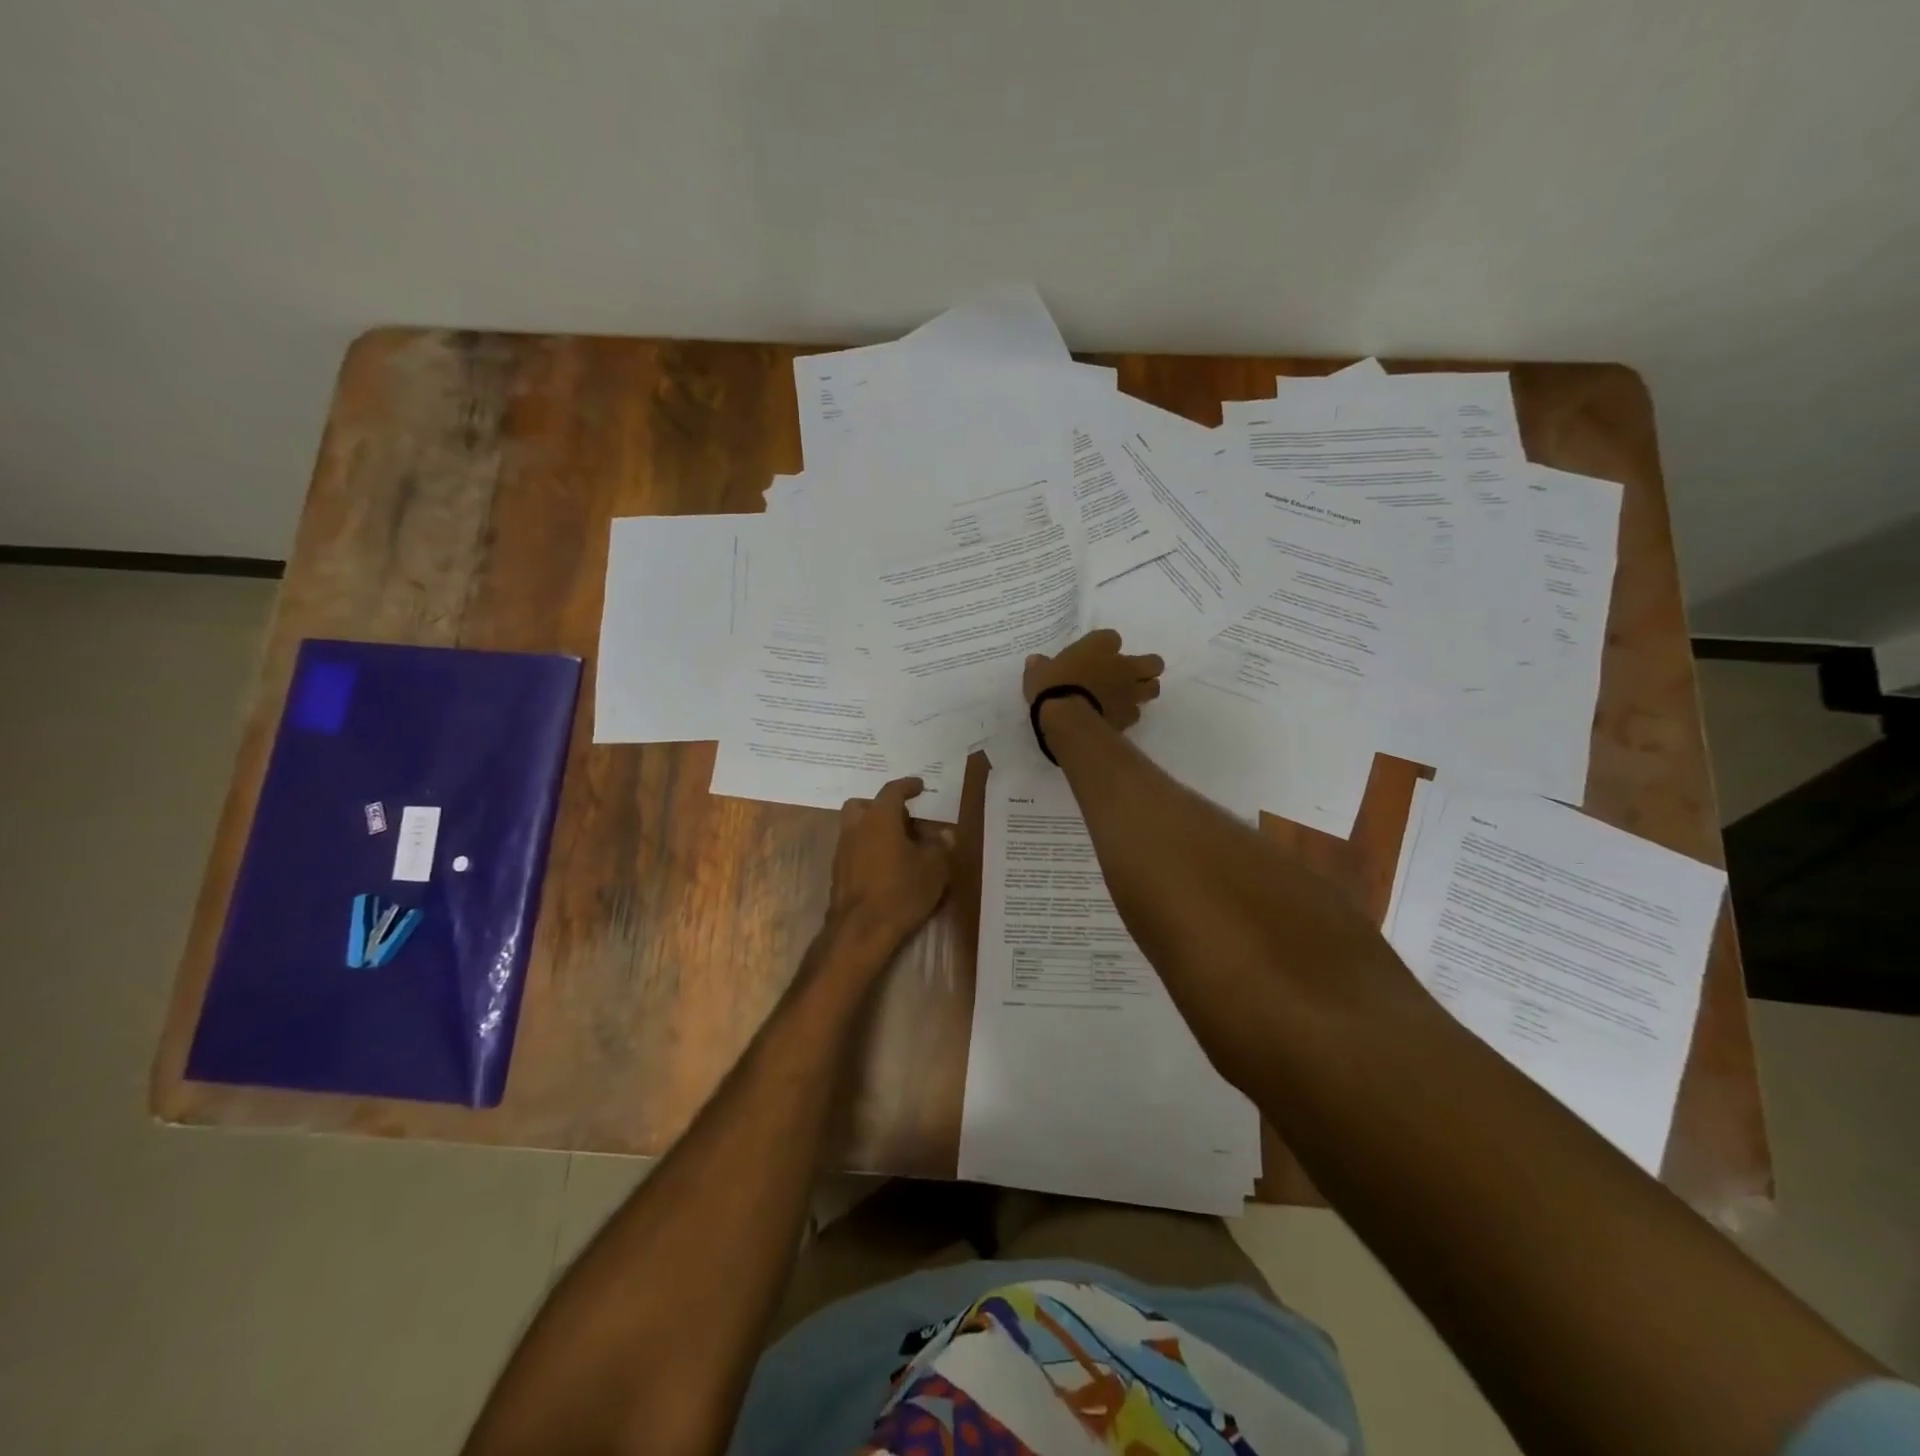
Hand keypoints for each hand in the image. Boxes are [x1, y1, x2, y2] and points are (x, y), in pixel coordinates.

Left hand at [829, 777, 953, 949]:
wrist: (860, 930)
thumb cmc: (901, 892)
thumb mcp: (934, 869)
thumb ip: (940, 846)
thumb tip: (944, 834)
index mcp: (880, 818)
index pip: (892, 791)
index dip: (907, 786)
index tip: (919, 786)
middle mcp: (856, 828)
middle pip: (864, 805)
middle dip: (882, 806)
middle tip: (904, 818)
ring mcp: (842, 850)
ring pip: (856, 827)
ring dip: (874, 828)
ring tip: (898, 844)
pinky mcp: (838, 872)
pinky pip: (853, 848)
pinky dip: (868, 848)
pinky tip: (885, 865)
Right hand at [1023, 629, 1164, 729]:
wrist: (1067, 718)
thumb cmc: (1052, 686)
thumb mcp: (1038, 672)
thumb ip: (1040, 666)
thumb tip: (1035, 661)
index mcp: (1100, 646)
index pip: (1112, 638)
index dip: (1106, 646)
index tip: (1096, 654)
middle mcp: (1122, 666)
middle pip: (1152, 662)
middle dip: (1145, 667)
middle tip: (1129, 674)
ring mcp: (1130, 692)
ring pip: (1153, 688)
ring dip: (1144, 691)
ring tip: (1128, 697)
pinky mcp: (1129, 717)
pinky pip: (1136, 713)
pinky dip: (1128, 714)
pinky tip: (1115, 717)